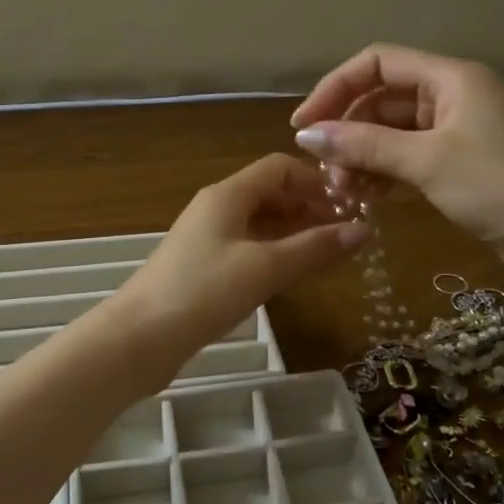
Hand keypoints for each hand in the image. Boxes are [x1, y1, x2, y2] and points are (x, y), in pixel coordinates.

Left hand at [113, 154, 369, 360]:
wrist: (139, 337)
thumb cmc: (203, 292)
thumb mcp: (265, 268)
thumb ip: (314, 248)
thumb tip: (365, 230)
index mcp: (228, 194)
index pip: (278, 167)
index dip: (315, 181)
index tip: (347, 206)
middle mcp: (216, 207)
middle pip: (269, 193)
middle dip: (308, 207)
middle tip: (344, 234)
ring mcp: (206, 237)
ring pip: (259, 222)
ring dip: (293, 231)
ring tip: (328, 254)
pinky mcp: (202, 266)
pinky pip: (247, 246)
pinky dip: (274, 252)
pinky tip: (293, 273)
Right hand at [290, 44, 503, 280]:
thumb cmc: (497, 187)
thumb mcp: (425, 161)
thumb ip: (364, 145)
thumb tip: (305, 134)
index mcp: (449, 77)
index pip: (376, 63)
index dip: (335, 88)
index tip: (303, 125)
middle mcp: (449, 96)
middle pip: (380, 100)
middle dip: (347, 132)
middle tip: (326, 172)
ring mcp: (454, 131)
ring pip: (390, 132)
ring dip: (361, 157)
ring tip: (343, 193)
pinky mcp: (456, 163)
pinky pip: (406, 157)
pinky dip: (383, 173)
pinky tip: (366, 198)